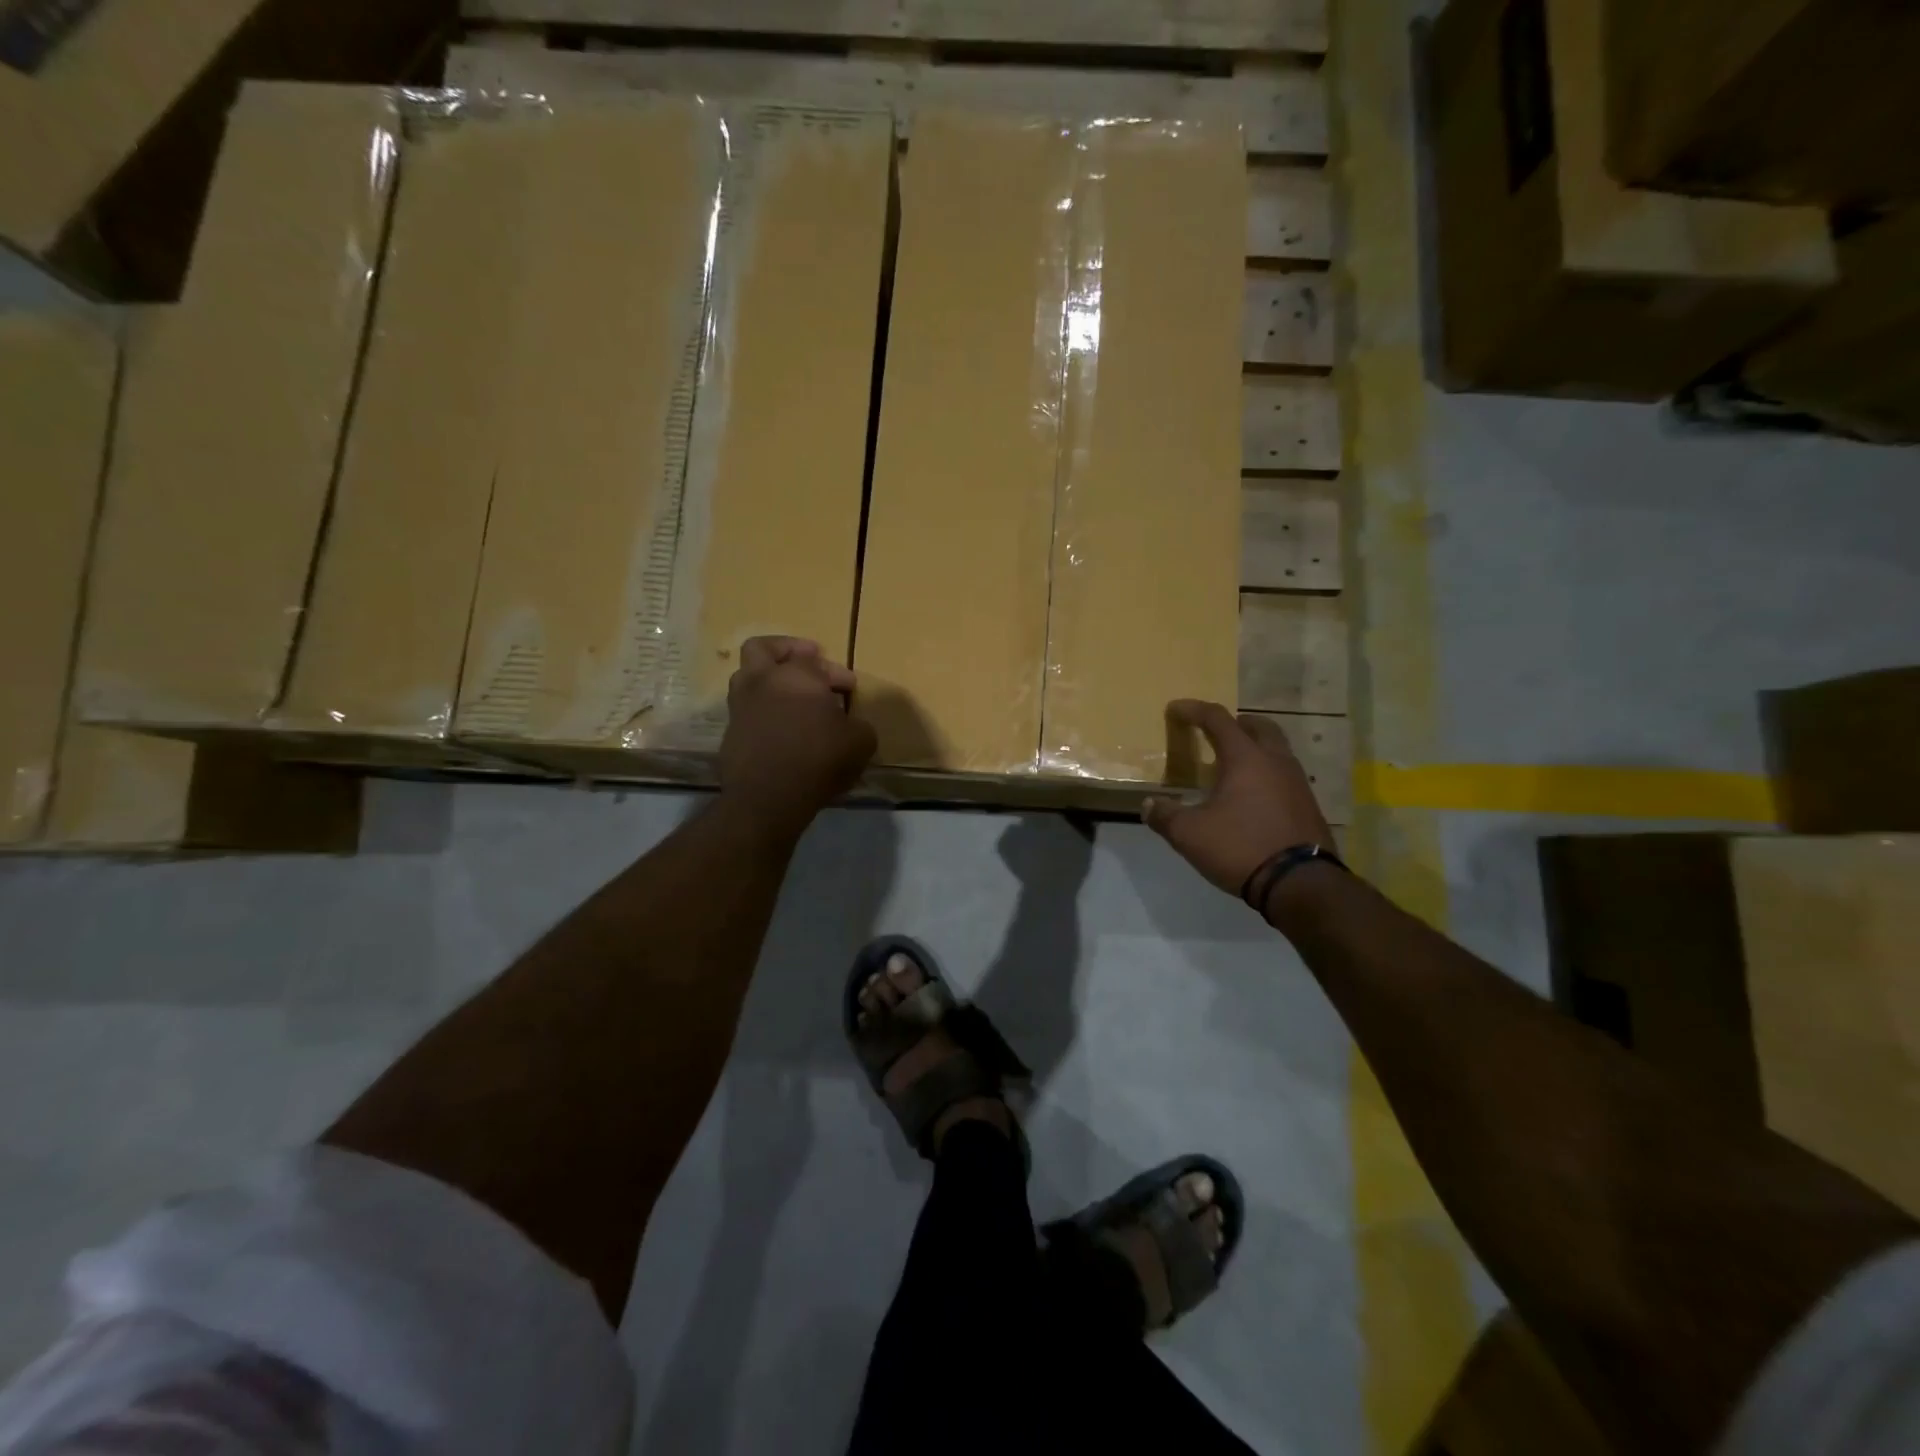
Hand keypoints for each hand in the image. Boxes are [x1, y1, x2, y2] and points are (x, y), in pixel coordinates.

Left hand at [719, 637, 876, 832]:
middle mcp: (762, 681)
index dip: (836, 671)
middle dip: (786, 649)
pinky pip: (747, 710)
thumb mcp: (860, 742)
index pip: (815, 659)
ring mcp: (741, 706)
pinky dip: (763, 711)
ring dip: (770, 681)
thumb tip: (851, 724)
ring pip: (748, 677)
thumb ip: (858, 725)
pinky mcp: (730, 732)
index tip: (849, 688)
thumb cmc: (819, 760)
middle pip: (762, 648)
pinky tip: (783, 728)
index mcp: (796, 675)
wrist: (767, 798)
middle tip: (807, 660)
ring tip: (793, 697)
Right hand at [1143, 700, 1334, 896]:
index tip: (1175, 709)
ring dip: (1255, 749)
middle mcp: (1276, 762)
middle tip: (1216, 731)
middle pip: (1259, 727)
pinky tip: (1253, 797)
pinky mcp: (1308, 807)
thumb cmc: (1241, 847)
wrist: (1301, 884)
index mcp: (1246, 758)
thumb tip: (1148, 805)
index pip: (1218, 720)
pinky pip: (1285, 776)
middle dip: (1236, 723)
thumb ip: (1166, 816)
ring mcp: (1298, 783)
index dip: (1193, 710)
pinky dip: (1267, 774)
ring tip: (1233, 766)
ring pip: (1277, 751)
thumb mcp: (1190, 834)